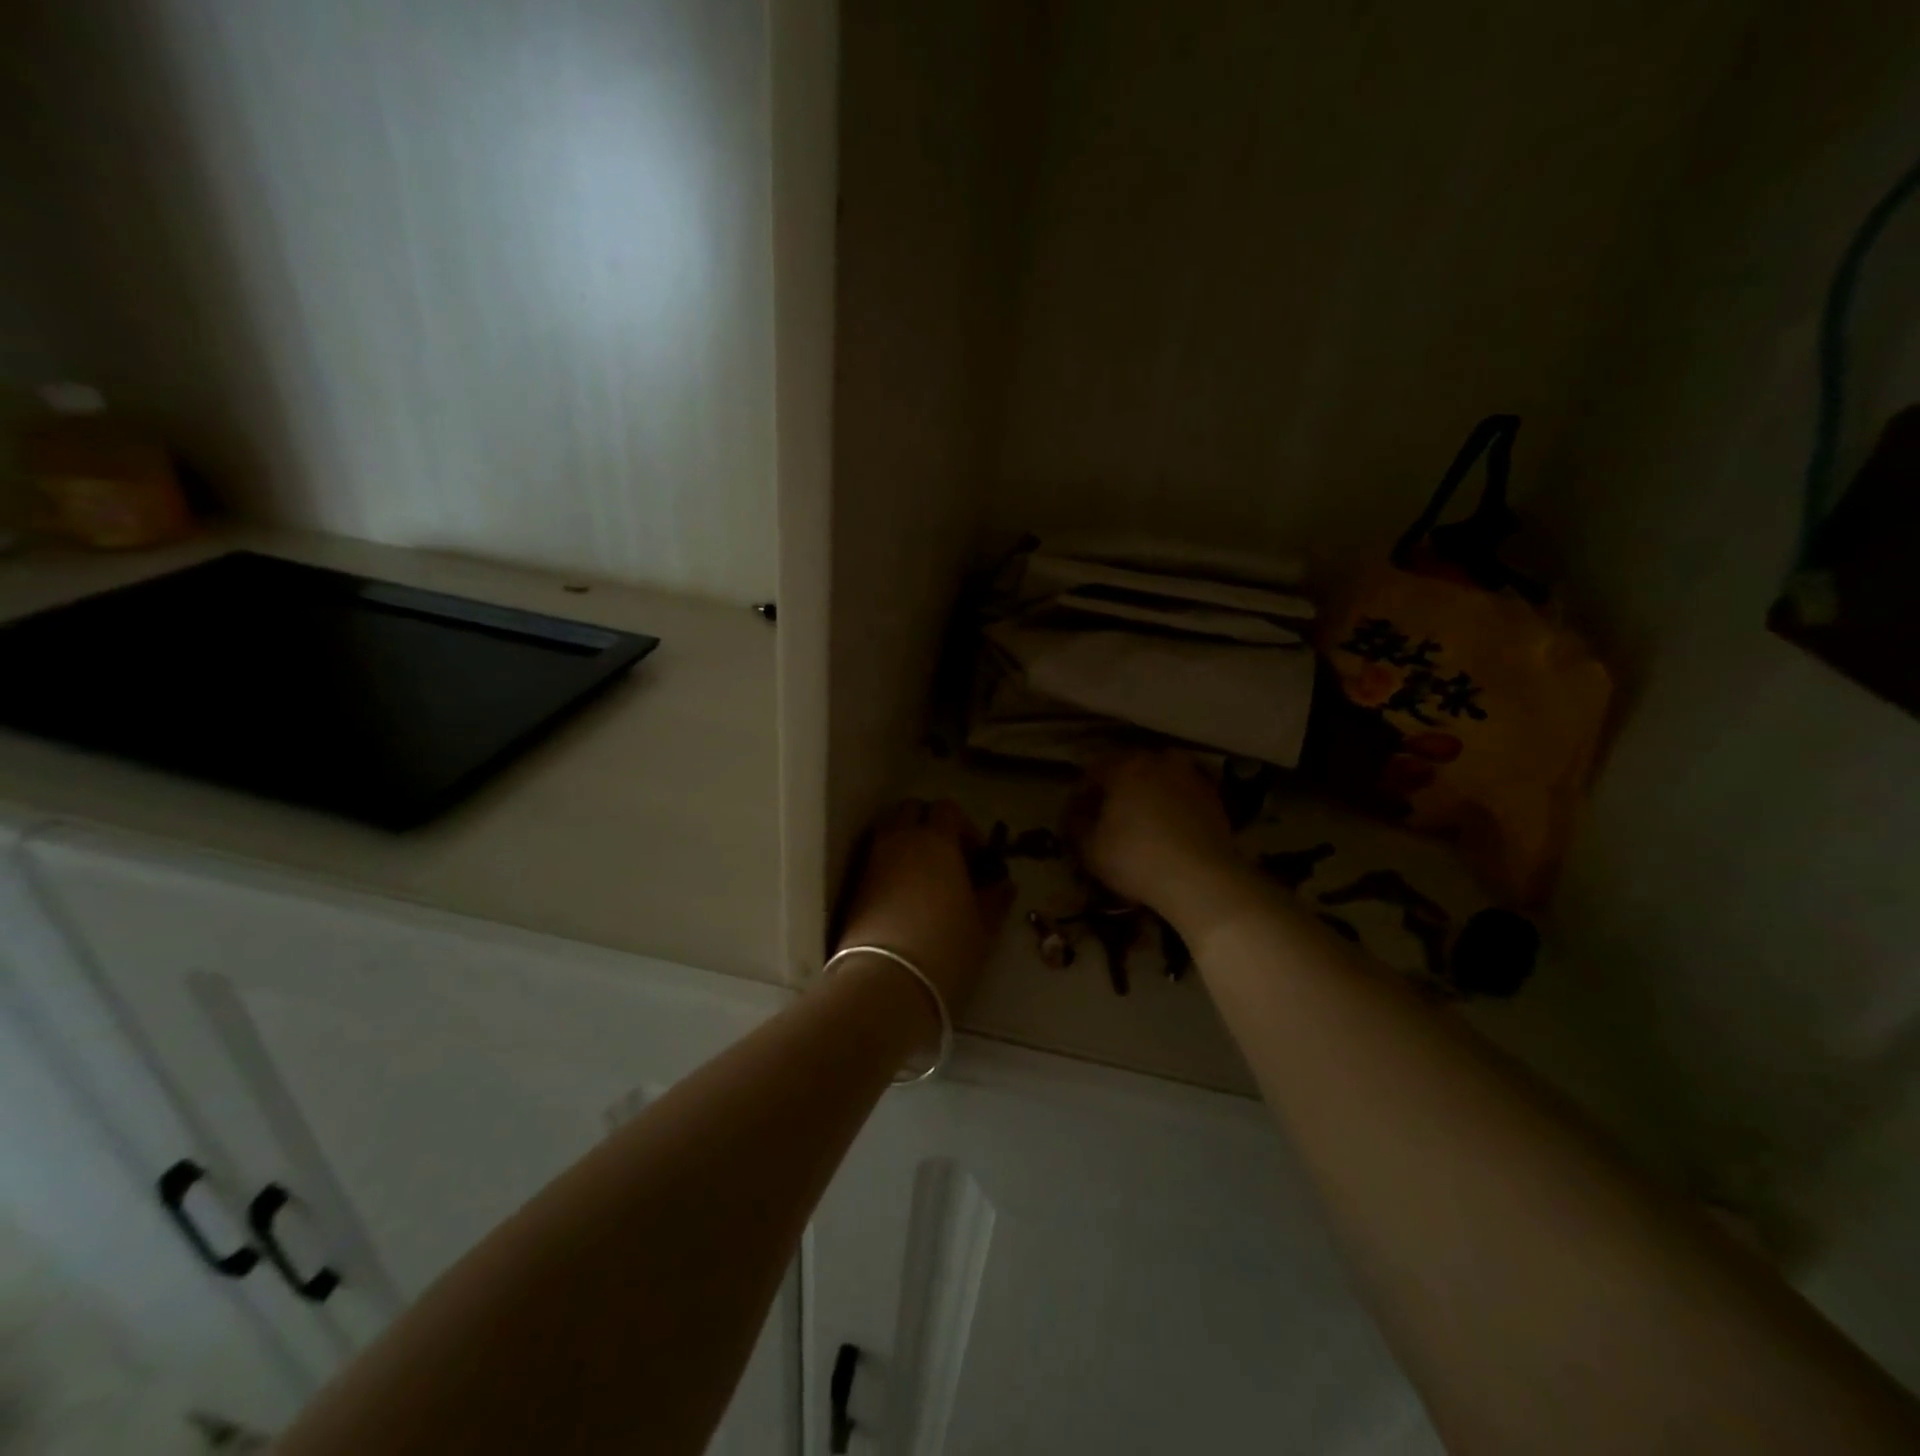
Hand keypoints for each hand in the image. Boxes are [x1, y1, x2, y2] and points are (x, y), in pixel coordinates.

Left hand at [836, 800, 1013, 1020]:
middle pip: (910, 810)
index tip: (976, 857)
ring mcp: (872, 863)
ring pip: (889, 834)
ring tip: (926, 880)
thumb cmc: (946, 947)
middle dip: (928, 824)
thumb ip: (995, 898)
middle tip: (947, 858)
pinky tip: (905, 900)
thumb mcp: (982, 926)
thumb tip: (1003, 884)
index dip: (964, 828)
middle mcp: (900, 841)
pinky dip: (890, 868)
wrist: (886, 982)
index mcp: (935, 840)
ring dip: (907, 844)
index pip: (947, 809)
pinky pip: (875, 861)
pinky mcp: (854, 888)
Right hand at [1066, 751, 1250, 926]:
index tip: (1075, 817)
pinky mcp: (1214, 797)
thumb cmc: (1136, 859)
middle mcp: (1158, 762)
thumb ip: (1076, 826)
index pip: (1093, 774)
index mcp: (1124, 767)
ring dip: (1148, 792)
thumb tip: (1075, 816)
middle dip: (1115, 790)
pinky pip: (1184, 794)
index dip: (1081, 796)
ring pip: (1160, 778)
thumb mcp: (1090, 848)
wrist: (1200, 880)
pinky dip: (1174, 804)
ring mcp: (1190, 777)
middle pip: (1129, 770)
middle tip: (1107, 816)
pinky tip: (1169, 828)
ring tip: (1142, 818)